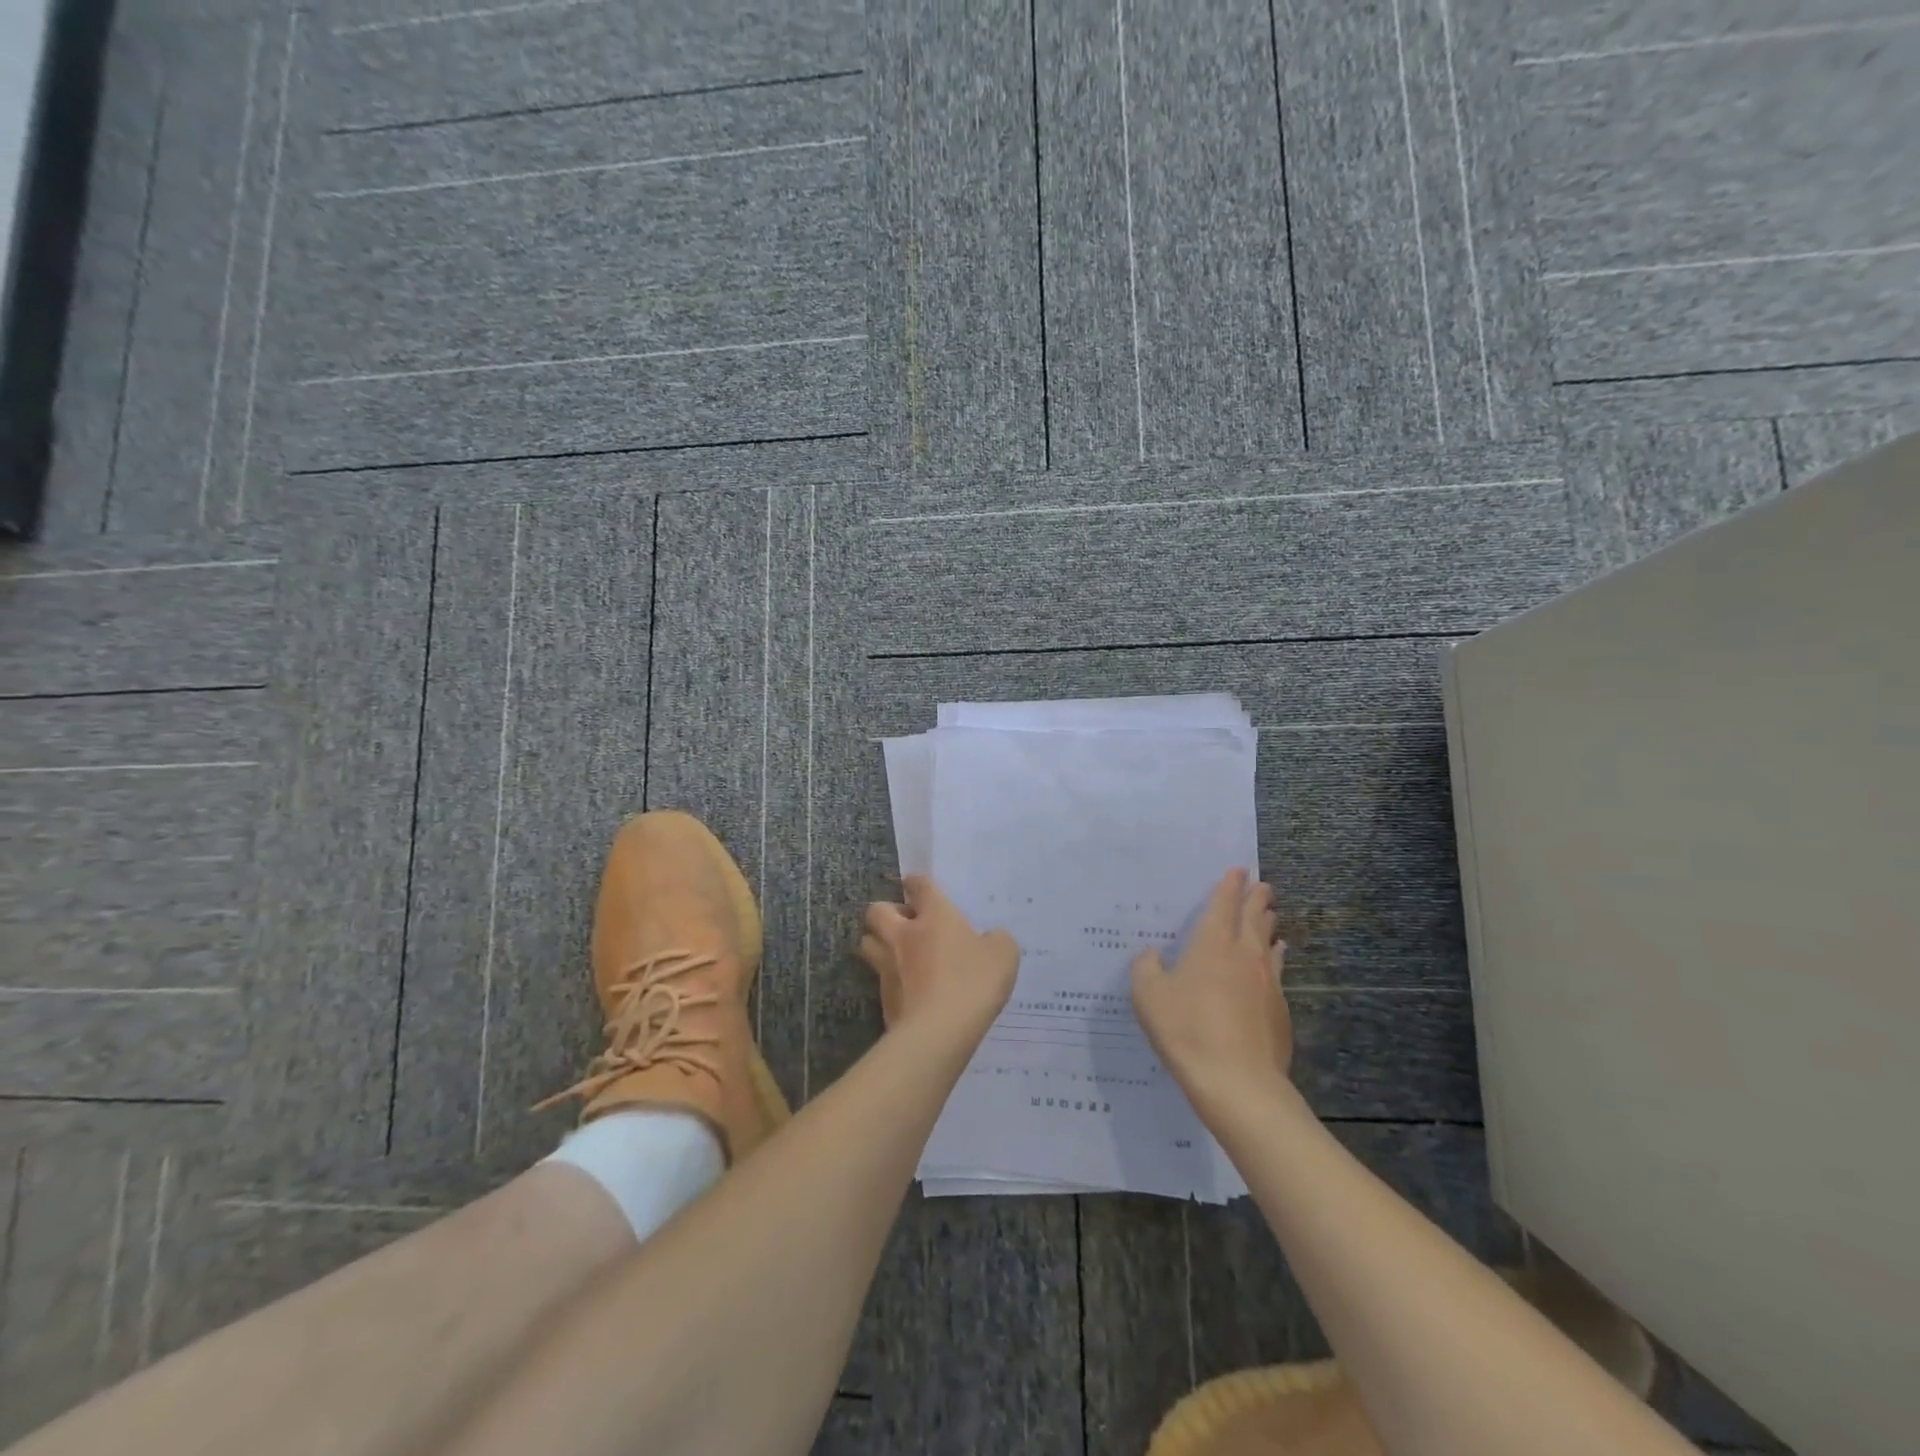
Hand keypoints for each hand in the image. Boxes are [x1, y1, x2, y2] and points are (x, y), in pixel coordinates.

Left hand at [859, 876, 1019, 1041]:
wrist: (939, 1031)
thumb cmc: (973, 982)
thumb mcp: (1003, 954)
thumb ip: (996, 940)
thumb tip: (990, 938)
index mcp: (935, 915)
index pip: (919, 886)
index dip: (917, 883)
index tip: (917, 886)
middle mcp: (904, 934)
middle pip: (876, 911)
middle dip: (885, 912)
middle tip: (904, 923)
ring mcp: (888, 966)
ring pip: (868, 943)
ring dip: (878, 943)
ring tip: (896, 953)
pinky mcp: (883, 998)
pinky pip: (879, 979)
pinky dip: (889, 980)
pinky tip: (907, 989)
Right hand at [1130, 869, 1290, 1104]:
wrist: (1238, 1082)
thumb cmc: (1186, 1029)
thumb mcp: (1148, 996)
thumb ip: (1146, 968)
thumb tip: (1152, 953)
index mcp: (1212, 944)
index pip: (1223, 904)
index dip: (1230, 885)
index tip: (1239, 870)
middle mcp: (1244, 954)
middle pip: (1254, 918)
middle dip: (1257, 899)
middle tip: (1262, 885)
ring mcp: (1268, 981)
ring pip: (1269, 942)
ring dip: (1269, 924)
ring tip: (1272, 914)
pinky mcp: (1280, 1008)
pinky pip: (1278, 970)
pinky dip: (1277, 956)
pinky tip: (1278, 958)